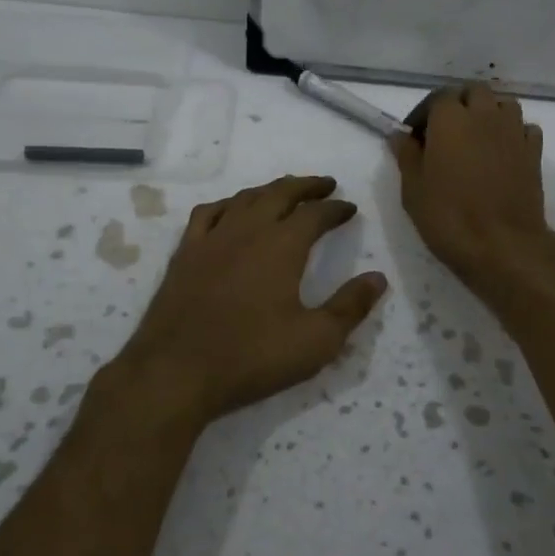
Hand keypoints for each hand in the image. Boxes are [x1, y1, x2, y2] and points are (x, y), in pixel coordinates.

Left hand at [107, 175, 387, 429]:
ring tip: (285, 192)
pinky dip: (228, 204)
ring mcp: (212, 238)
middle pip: (280, 193)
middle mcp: (247, 230)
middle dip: (306, 186)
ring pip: (245, 198)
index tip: (349, 208)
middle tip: (325, 184)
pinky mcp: (185, 253)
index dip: (336, 209)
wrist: (176, 371)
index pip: (315, 214)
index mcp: (282, 246)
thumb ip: (350, 306)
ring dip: (270, 190)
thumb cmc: (252, 357)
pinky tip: (231, 211)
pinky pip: (208, 213)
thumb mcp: (316, 340)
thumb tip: (378, 278)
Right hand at [390, 85, 554, 300]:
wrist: (503, 245)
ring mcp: (514, 132)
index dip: (425, 113)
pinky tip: (502, 153)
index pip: (438, 97)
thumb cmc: (449, 217)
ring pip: (503, 105)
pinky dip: (513, 132)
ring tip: (476, 140)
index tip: (415, 136)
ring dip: (488, 113)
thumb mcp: (413, 189)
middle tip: (445, 132)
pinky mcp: (534, 153)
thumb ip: (406, 155)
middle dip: (459, 104)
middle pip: (474, 92)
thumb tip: (400, 135)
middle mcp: (485, 116)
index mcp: (450, 119)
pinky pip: (525, 128)